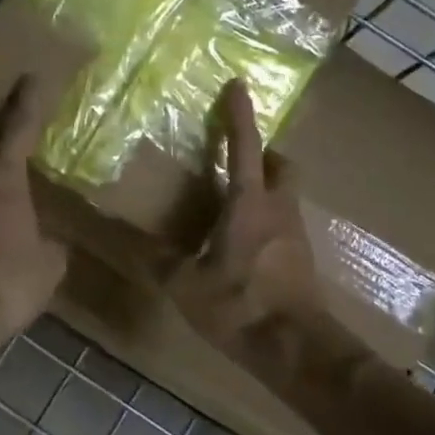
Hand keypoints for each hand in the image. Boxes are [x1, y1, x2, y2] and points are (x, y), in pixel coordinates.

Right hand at [167, 79, 318, 347]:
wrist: (298, 348)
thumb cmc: (241, 305)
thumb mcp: (188, 285)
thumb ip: (161, 261)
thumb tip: (131, 242)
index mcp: (249, 204)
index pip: (245, 147)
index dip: (240, 115)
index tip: (239, 85)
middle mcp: (279, 210)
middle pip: (283, 165)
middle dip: (265, 154)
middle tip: (241, 157)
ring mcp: (296, 234)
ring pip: (287, 195)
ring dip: (268, 187)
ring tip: (237, 202)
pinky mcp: (303, 258)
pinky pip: (286, 223)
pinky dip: (269, 220)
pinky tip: (249, 243)